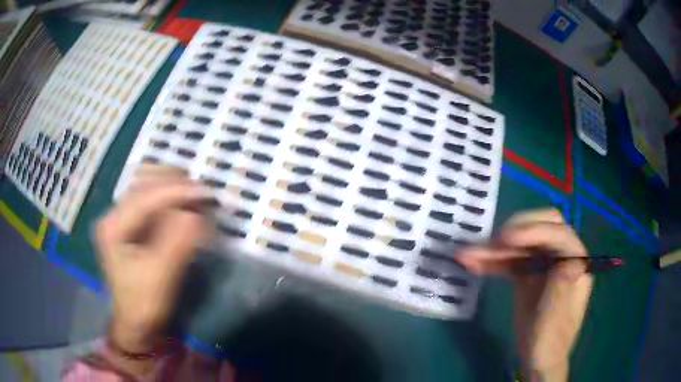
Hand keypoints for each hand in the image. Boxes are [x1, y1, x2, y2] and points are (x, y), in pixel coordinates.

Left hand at [95, 164, 211, 352]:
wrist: (137, 324)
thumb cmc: (144, 304)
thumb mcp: (160, 276)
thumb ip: (177, 243)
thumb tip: (197, 214)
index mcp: (113, 226)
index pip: (145, 197)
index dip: (176, 191)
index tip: (205, 192)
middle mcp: (114, 215)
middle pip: (145, 185)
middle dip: (175, 185)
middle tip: (203, 192)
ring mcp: (123, 219)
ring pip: (150, 190)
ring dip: (175, 190)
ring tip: (198, 196)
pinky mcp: (133, 227)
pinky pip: (154, 204)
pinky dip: (172, 201)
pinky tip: (186, 205)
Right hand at [457, 209, 592, 381]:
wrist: (537, 359)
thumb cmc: (549, 342)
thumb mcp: (554, 320)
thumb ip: (561, 289)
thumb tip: (570, 262)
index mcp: (576, 263)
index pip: (559, 235)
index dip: (535, 231)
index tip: (506, 238)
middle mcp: (561, 256)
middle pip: (542, 227)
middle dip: (517, 230)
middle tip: (492, 241)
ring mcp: (543, 263)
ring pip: (520, 244)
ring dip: (495, 248)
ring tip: (467, 254)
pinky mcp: (527, 273)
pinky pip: (510, 260)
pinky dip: (492, 261)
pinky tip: (473, 263)